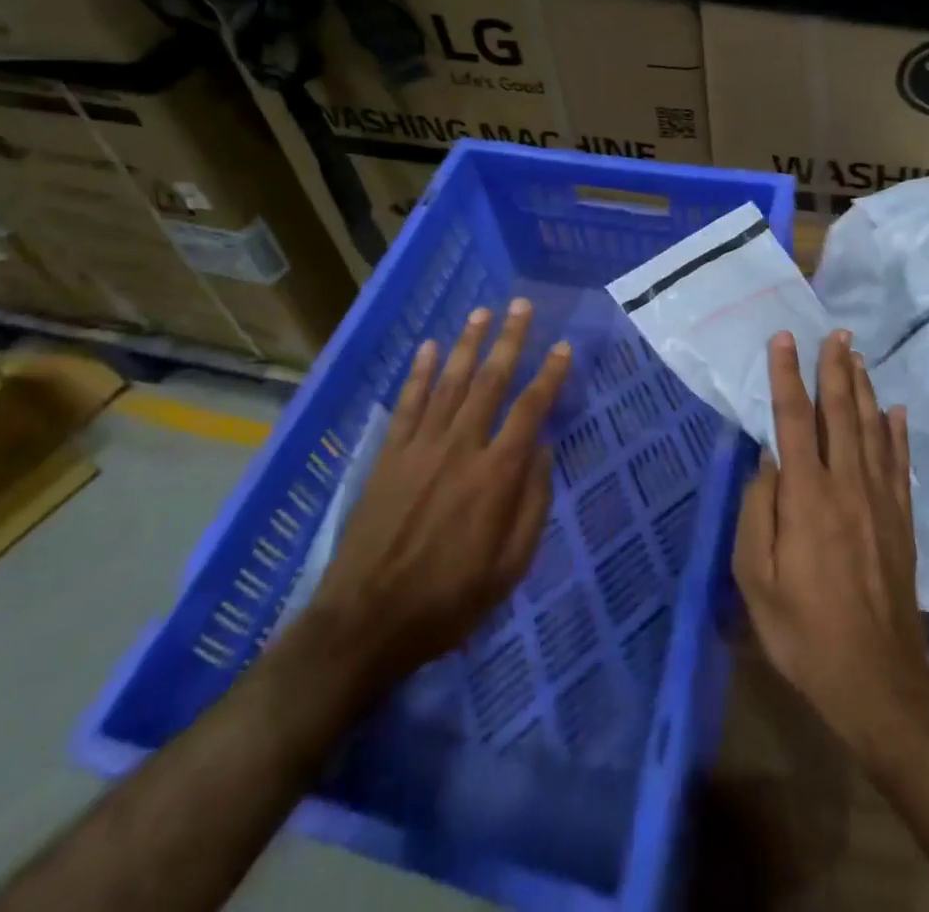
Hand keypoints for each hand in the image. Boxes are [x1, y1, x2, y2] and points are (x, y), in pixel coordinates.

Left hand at [307, 299, 570, 688]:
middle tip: (522, 305)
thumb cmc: (448, 600)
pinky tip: (428, 348)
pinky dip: (419, 373)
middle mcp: (461, 448)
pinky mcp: (389, 456)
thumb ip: (532, 504)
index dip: (549, 375)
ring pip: (449, 383)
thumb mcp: (510, 567)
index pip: (530, 410)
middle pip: (490, 381)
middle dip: (509, 340)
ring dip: (467, 344)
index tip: (563, 347)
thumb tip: (543, 450)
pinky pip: (408, 404)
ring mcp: (420, 448)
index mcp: (496, 475)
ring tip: (482, 311)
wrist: (366, 622)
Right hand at [733, 330, 928, 765]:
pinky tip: (895, 410)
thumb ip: (758, 511)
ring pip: (872, 429)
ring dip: (863, 389)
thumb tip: (768, 460)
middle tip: (835, 331)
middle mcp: (846, 485)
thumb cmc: (802, 628)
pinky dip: (897, 432)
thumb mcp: (756, 577)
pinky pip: (898, 463)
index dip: (787, 376)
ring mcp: (879, 500)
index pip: (793, 420)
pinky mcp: (901, 519)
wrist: (874, 677)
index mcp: (807, 496)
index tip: (784, 339)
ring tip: (857, 356)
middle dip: (835, 368)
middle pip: (841, 413)